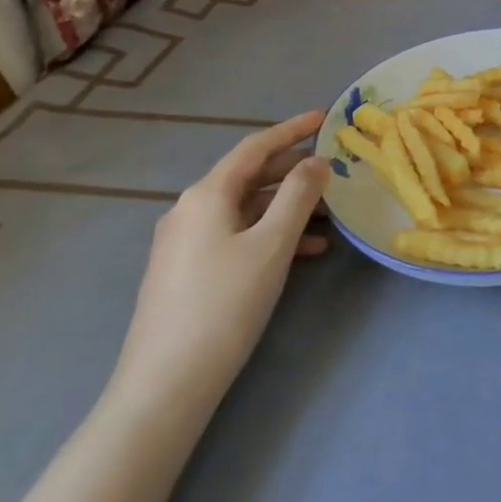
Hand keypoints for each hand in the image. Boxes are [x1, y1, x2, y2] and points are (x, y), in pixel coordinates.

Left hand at [109, 113, 331, 419]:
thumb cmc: (225, 304)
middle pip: (250, 176)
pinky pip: (236, 235)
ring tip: (330, 217)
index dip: (292, 129)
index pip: (255, 147)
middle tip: (335, 170)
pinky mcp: (186, 271)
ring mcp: (184, 242)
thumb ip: (299, 195)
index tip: (324, 116)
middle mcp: (190, 209)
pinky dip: (270, 234)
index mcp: (207, 195)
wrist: (165, 385)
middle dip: (294, 172)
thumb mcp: (272, 244)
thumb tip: (317, 161)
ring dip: (288, 207)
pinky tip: (304, 252)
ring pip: (246, 209)